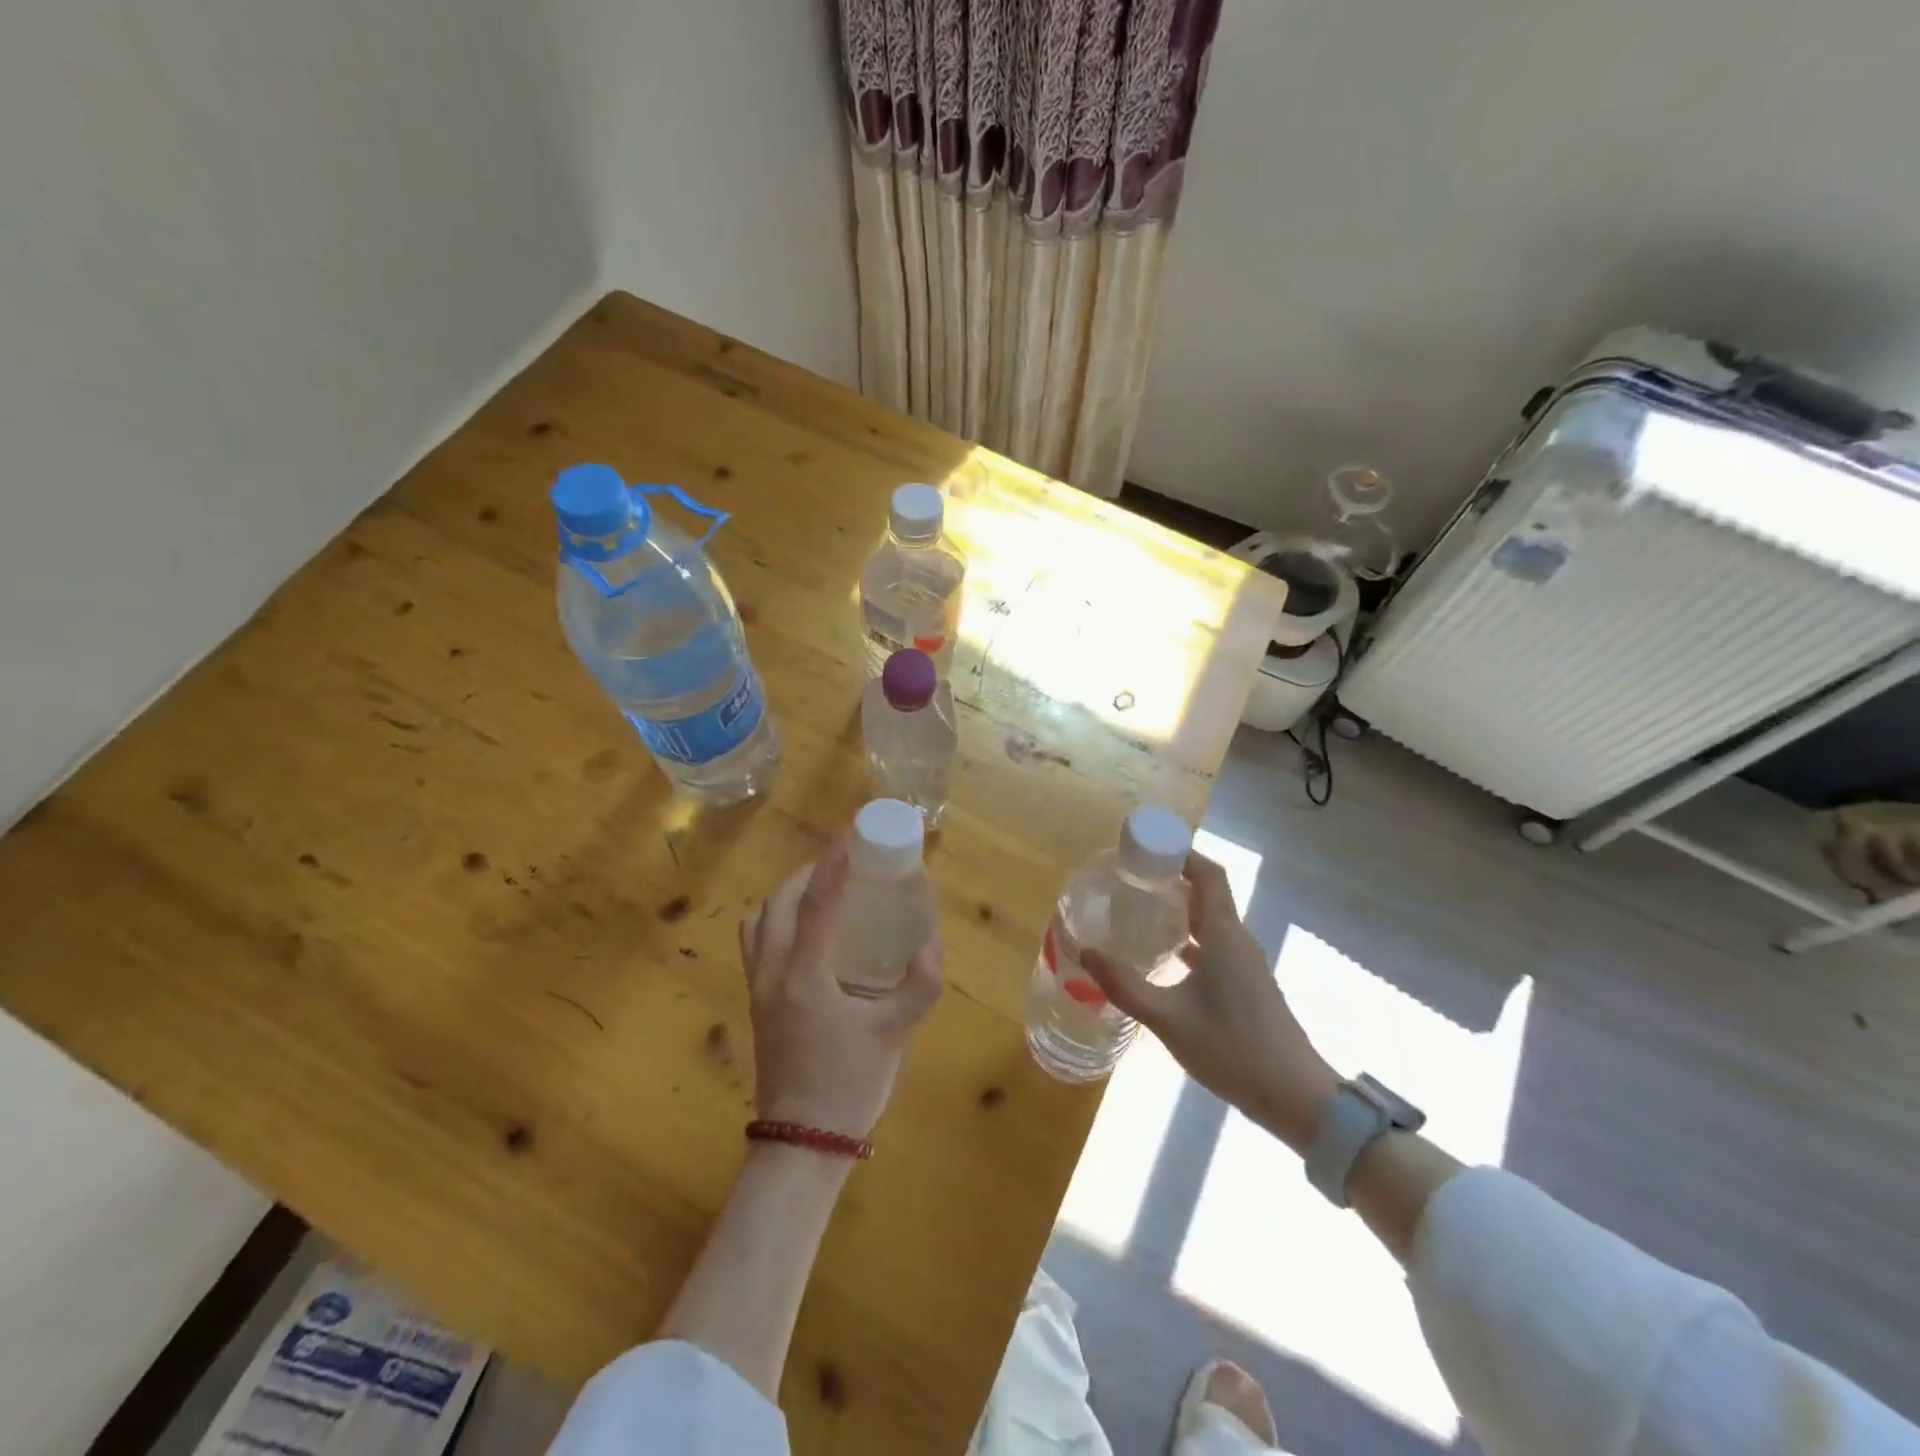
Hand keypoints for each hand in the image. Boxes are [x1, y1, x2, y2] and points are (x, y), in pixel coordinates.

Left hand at [738, 839, 943, 1139]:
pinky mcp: (755, 1003)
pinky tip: (805, 933)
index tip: (851, 832)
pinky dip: (775, 920)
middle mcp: (773, 973)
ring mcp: (758, 988)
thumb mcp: (896, 1032)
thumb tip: (933, 942)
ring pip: (759, 920)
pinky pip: (756, 942)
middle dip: (809, 874)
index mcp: (806, 976)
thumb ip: (920, 984)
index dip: (835, 863)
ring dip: (786, 895)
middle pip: (778, 902)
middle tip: (844, 866)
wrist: (802, 1143)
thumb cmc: (850, 1084)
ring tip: (821, 892)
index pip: (817, 903)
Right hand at [1081, 850, 1336, 1147]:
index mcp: (1224, 935)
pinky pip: (1214, 944)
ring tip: (1139, 910)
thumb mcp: (1168, 1019)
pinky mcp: (1246, 984)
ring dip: (1179, 909)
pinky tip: (1163, 954)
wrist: (1295, 1098)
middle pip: (1207, 892)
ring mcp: (1245, 963)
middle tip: (1129, 879)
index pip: (1207, 874)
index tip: (1143, 850)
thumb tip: (1087, 952)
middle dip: (1170, 879)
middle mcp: (1237, 940)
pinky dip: (1188, 938)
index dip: (1179, 853)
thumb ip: (1125, 985)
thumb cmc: (1232, 1050)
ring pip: (1210, 920)